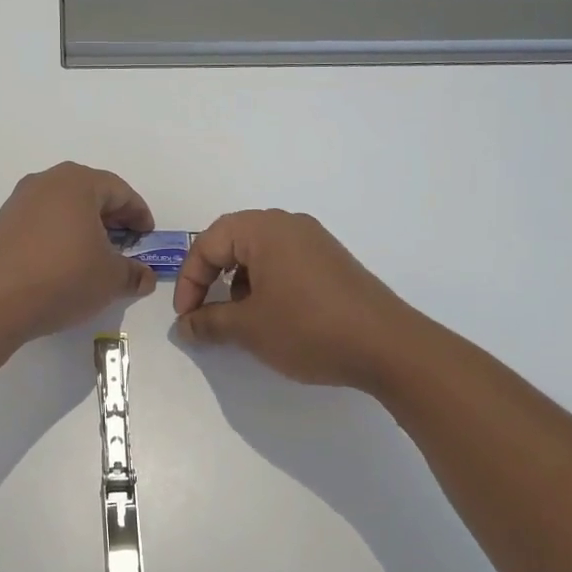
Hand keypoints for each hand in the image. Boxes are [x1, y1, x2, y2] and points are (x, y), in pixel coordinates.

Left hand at [0, 163, 157, 341]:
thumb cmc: (64, 277)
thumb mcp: (111, 278)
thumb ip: (134, 273)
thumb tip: (145, 276)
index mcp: (78, 183)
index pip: (120, 191)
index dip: (139, 214)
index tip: (148, 236)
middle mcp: (47, 181)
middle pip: (90, 193)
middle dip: (112, 217)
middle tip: (126, 243)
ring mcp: (20, 201)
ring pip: (63, 206)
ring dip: (84, 226)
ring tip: (96, 255)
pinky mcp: (2, 223)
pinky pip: (41, 222)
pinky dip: (59, 235)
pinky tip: (65, 262)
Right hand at [172, 210, 417, 391]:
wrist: (387, 346)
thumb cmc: (308, 328)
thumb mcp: (249, 328)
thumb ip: (210, 322)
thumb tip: (185, 325)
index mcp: (264, 230)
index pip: (208, 243)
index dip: (189, 280)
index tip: (186, 317)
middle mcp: (289, 225)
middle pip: (233, 240)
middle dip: (212, 275)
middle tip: (205, 308)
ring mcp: (315, 241)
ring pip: (260, 252)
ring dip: (239, 281)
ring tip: (240, 316)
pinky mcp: (332, 261)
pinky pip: (285, 262)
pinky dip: (267, 283)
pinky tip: (274, 315)